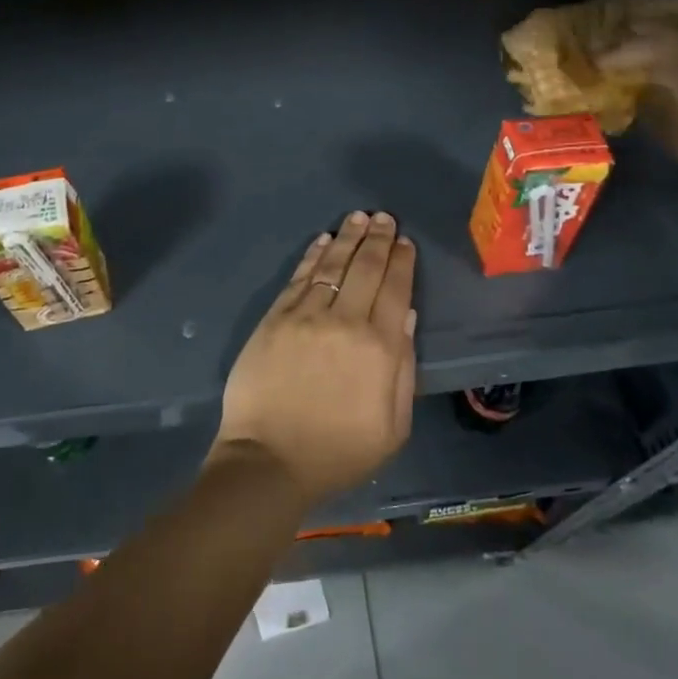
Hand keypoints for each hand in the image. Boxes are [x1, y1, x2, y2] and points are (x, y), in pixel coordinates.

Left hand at [211, 211, 417, 505]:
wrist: (269, 461)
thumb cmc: (338, 451)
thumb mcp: (393, 425)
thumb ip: (404, 368)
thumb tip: (408, 316)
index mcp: (379, 348)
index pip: (396, 290)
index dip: (402, 262)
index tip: (405, 242)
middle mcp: (345, 321)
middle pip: (366, 268)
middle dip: (378, 239)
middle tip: (384, 217)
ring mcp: (305, 316)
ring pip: (332, 265)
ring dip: (348, 238)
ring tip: (359, 217)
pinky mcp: (275, 319)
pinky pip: (299, 278)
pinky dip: (313, 256)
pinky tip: (323, 241)